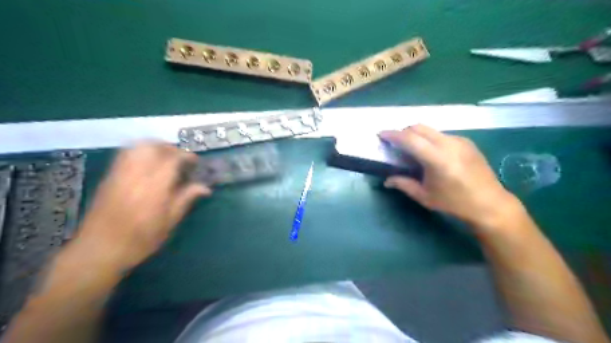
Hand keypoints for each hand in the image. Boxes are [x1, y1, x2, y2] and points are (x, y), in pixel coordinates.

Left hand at [75, 142, 211, 270]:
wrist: (98, 250)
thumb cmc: (140, 240)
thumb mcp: (169, 222)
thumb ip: (186, 199)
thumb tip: (205, 187)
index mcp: (155, 186)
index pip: (172, 159)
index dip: (187, 156)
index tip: (196, 162)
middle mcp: (136, 174)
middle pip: (153, 146)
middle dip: (170, 147)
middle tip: (181, 158)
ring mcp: (120, 173)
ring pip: (137, 147)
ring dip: (154, 147)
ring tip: (165, 158)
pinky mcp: (109, 177)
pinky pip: (125, 154)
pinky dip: (140, 152)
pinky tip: (147, 164)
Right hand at [380, 125, 514, 228]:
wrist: (490, 203)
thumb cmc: (454, 203)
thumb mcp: (425, 196)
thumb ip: (403, 184)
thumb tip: (386, 181)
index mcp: (437, 159)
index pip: (410, 139)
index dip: (393, 135)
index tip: (381, 134)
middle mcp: (448, 144)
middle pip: (419, 127)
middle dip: (403, 132)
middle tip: (394, 143)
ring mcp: (459, 140)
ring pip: (431, 130)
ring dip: (416, 135)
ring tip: (412, 149)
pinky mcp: (466, 142)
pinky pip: (441, 134)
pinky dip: (429, 139)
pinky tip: (430, 153)